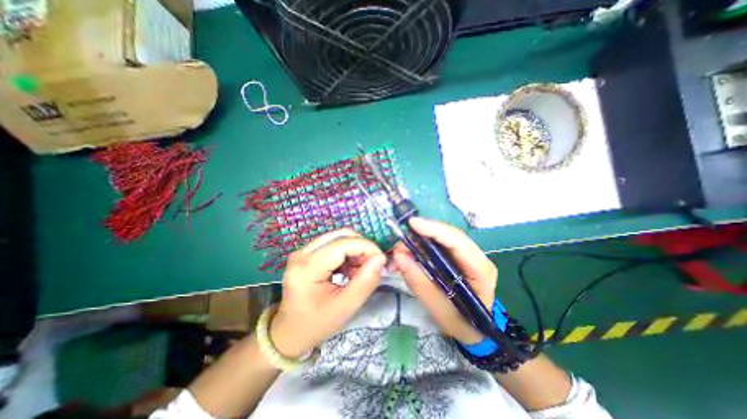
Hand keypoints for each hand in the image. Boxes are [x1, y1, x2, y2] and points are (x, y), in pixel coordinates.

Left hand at [268, 231, 385, 357]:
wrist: (289, 332)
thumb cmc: (316, 324)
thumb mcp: (345, 308)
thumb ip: (365, 282)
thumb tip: (381, 258)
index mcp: (307, 267)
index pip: (343, 244)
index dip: (366, 247)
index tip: (381, 260)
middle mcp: (302, 253)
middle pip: (340, 235)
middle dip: (361, 247)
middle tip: (371, 266)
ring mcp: (303, 251)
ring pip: (338, 237)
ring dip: (355, 250)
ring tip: (360, 271)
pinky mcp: (307, 253)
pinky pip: (333, 244)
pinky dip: (347, 253)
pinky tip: (349, 270)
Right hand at [391, 218, 493, 344]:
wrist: (473, 331)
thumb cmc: (460, 323)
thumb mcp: (438, 308)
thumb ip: (418, 282)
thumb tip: (399, 256)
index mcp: (480, 270)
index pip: (458, 241)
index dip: (435, 229)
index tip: (412, 223)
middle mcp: (476, 256)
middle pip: (447, 236)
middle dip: (421, 236)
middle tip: (398, 244)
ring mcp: (466, 255)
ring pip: (440, 238)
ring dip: (417, 242)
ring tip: (399, 253)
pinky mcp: (456, 257)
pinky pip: (436, 245)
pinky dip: (419, 248)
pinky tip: (407, 255)